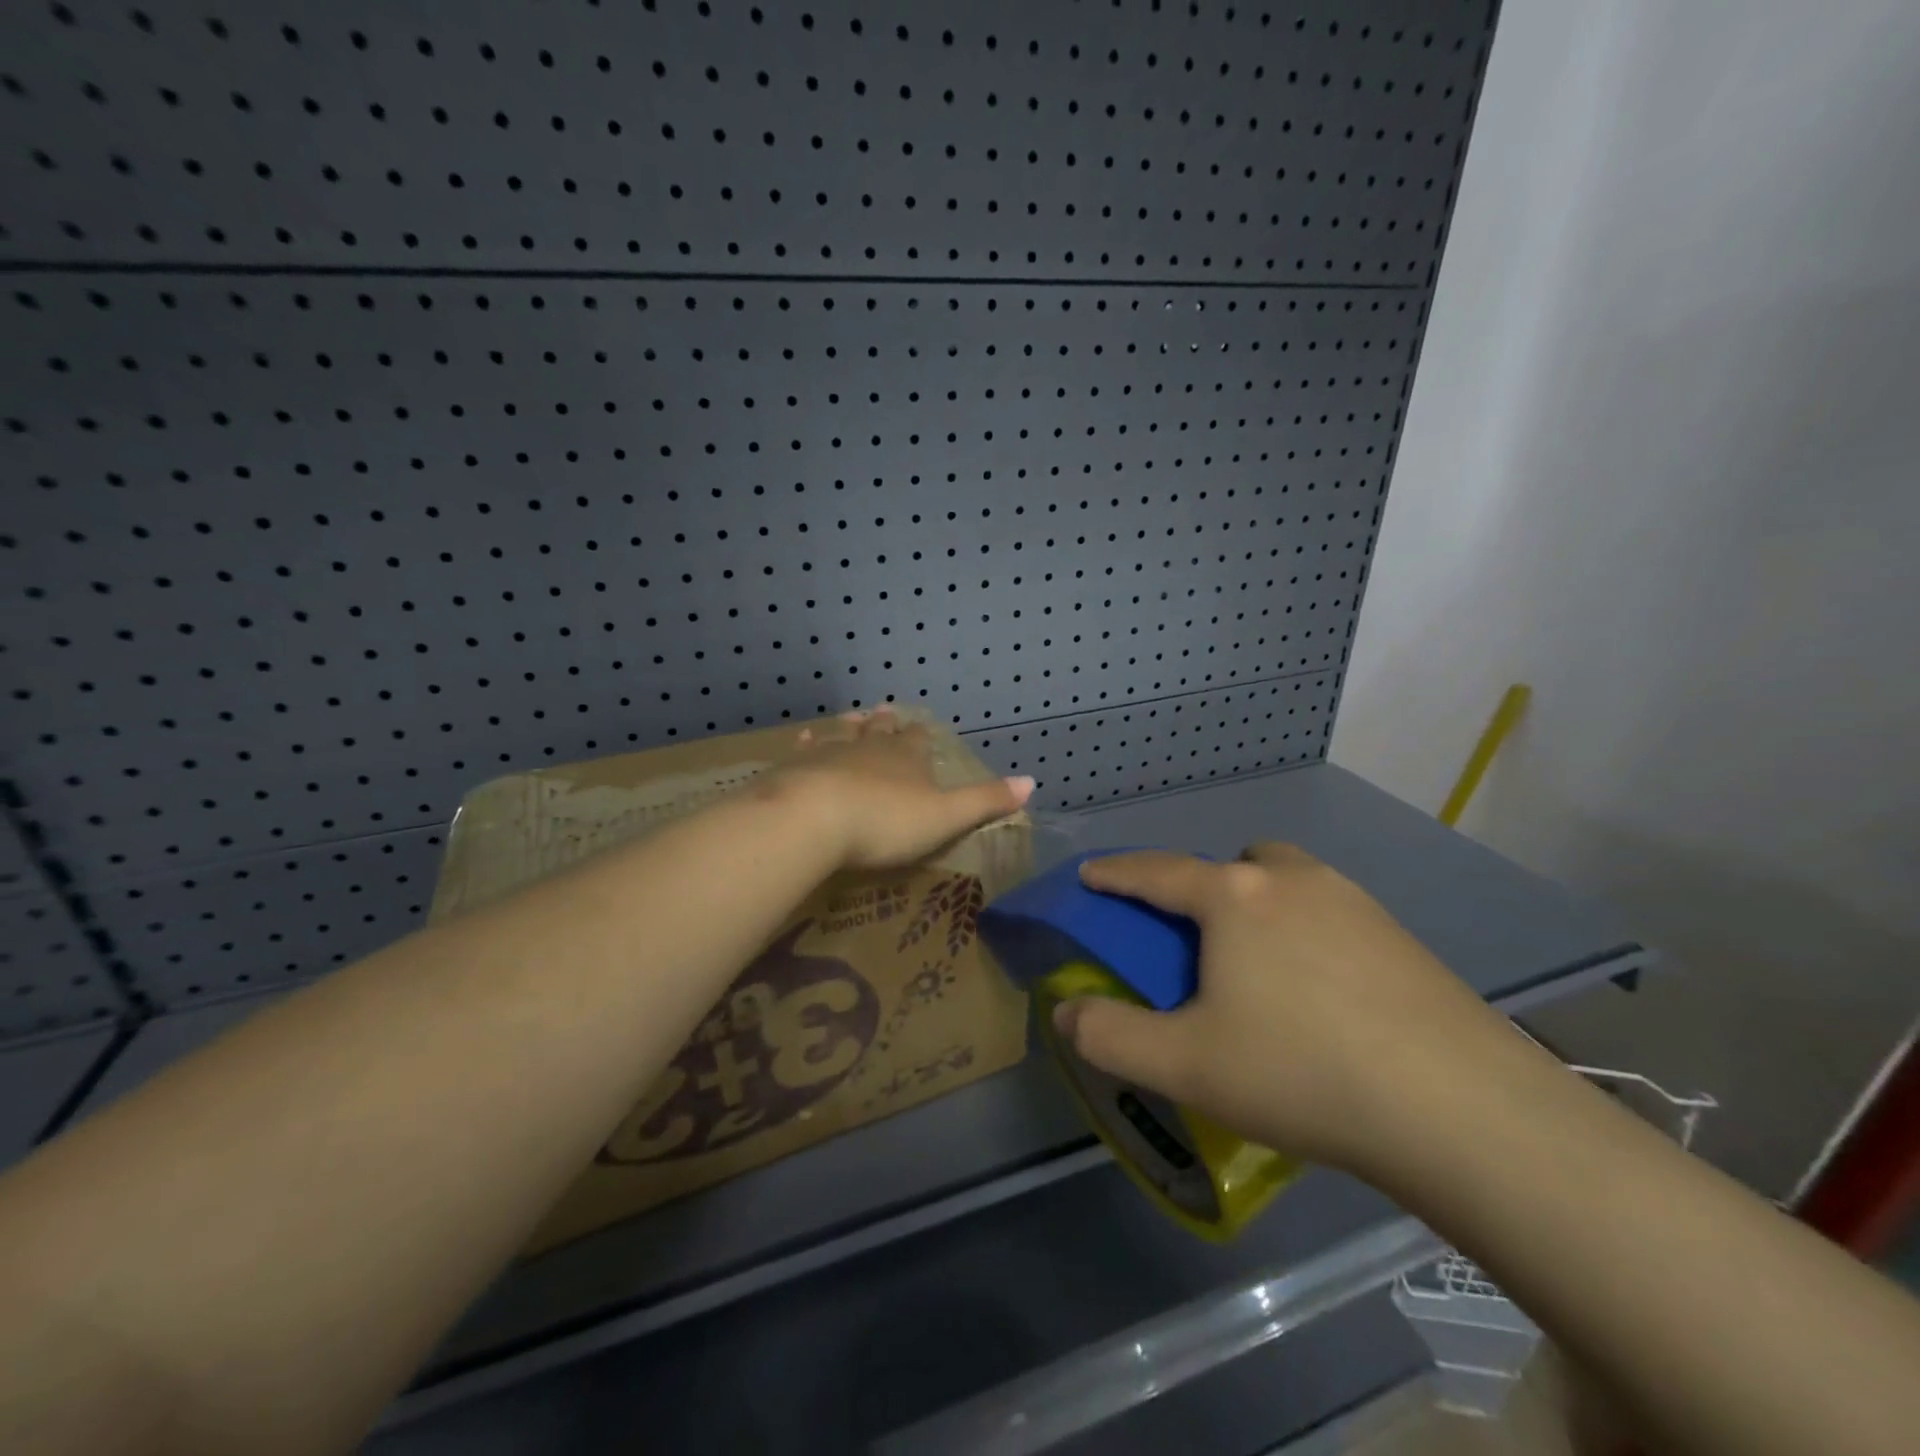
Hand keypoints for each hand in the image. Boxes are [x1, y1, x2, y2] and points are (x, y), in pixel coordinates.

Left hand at [771, 708, 1034, 870]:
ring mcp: (830, 755)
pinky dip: (807, 745)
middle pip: (880, 732)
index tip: (920, 727)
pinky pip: (804, 752)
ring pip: (843, 736)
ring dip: (849, 729)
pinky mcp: (795, 769)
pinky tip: (802, 739)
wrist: (813, 819)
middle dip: (885, 725)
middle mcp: (870, 748)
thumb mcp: (946, 817)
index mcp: (908, 758)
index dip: (921, 736)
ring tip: (852, 717)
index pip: (919, 740)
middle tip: (883, 712)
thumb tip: (1032, 782)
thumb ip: (985, 801)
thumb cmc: (886, 822)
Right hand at [1054, 845, 1524, 1177]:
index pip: (1156, 871)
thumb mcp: (1185, 1065)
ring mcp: (1355, 902)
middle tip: (1199, 941)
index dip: (1115, 873)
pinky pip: (1331, 913)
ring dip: (1261, 904)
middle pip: (1234, 861)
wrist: (1461, 1110)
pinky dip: (1308, 933)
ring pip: (1288, 881)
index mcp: (1234, 897)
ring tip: (1262, 969)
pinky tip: (1323, 995)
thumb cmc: (1301, 1072)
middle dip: (1205, 886)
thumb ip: (1109, 1036)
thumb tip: (1066, 1013)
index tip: (1089, 875)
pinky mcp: (1400, 936)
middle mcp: (1291, 880)